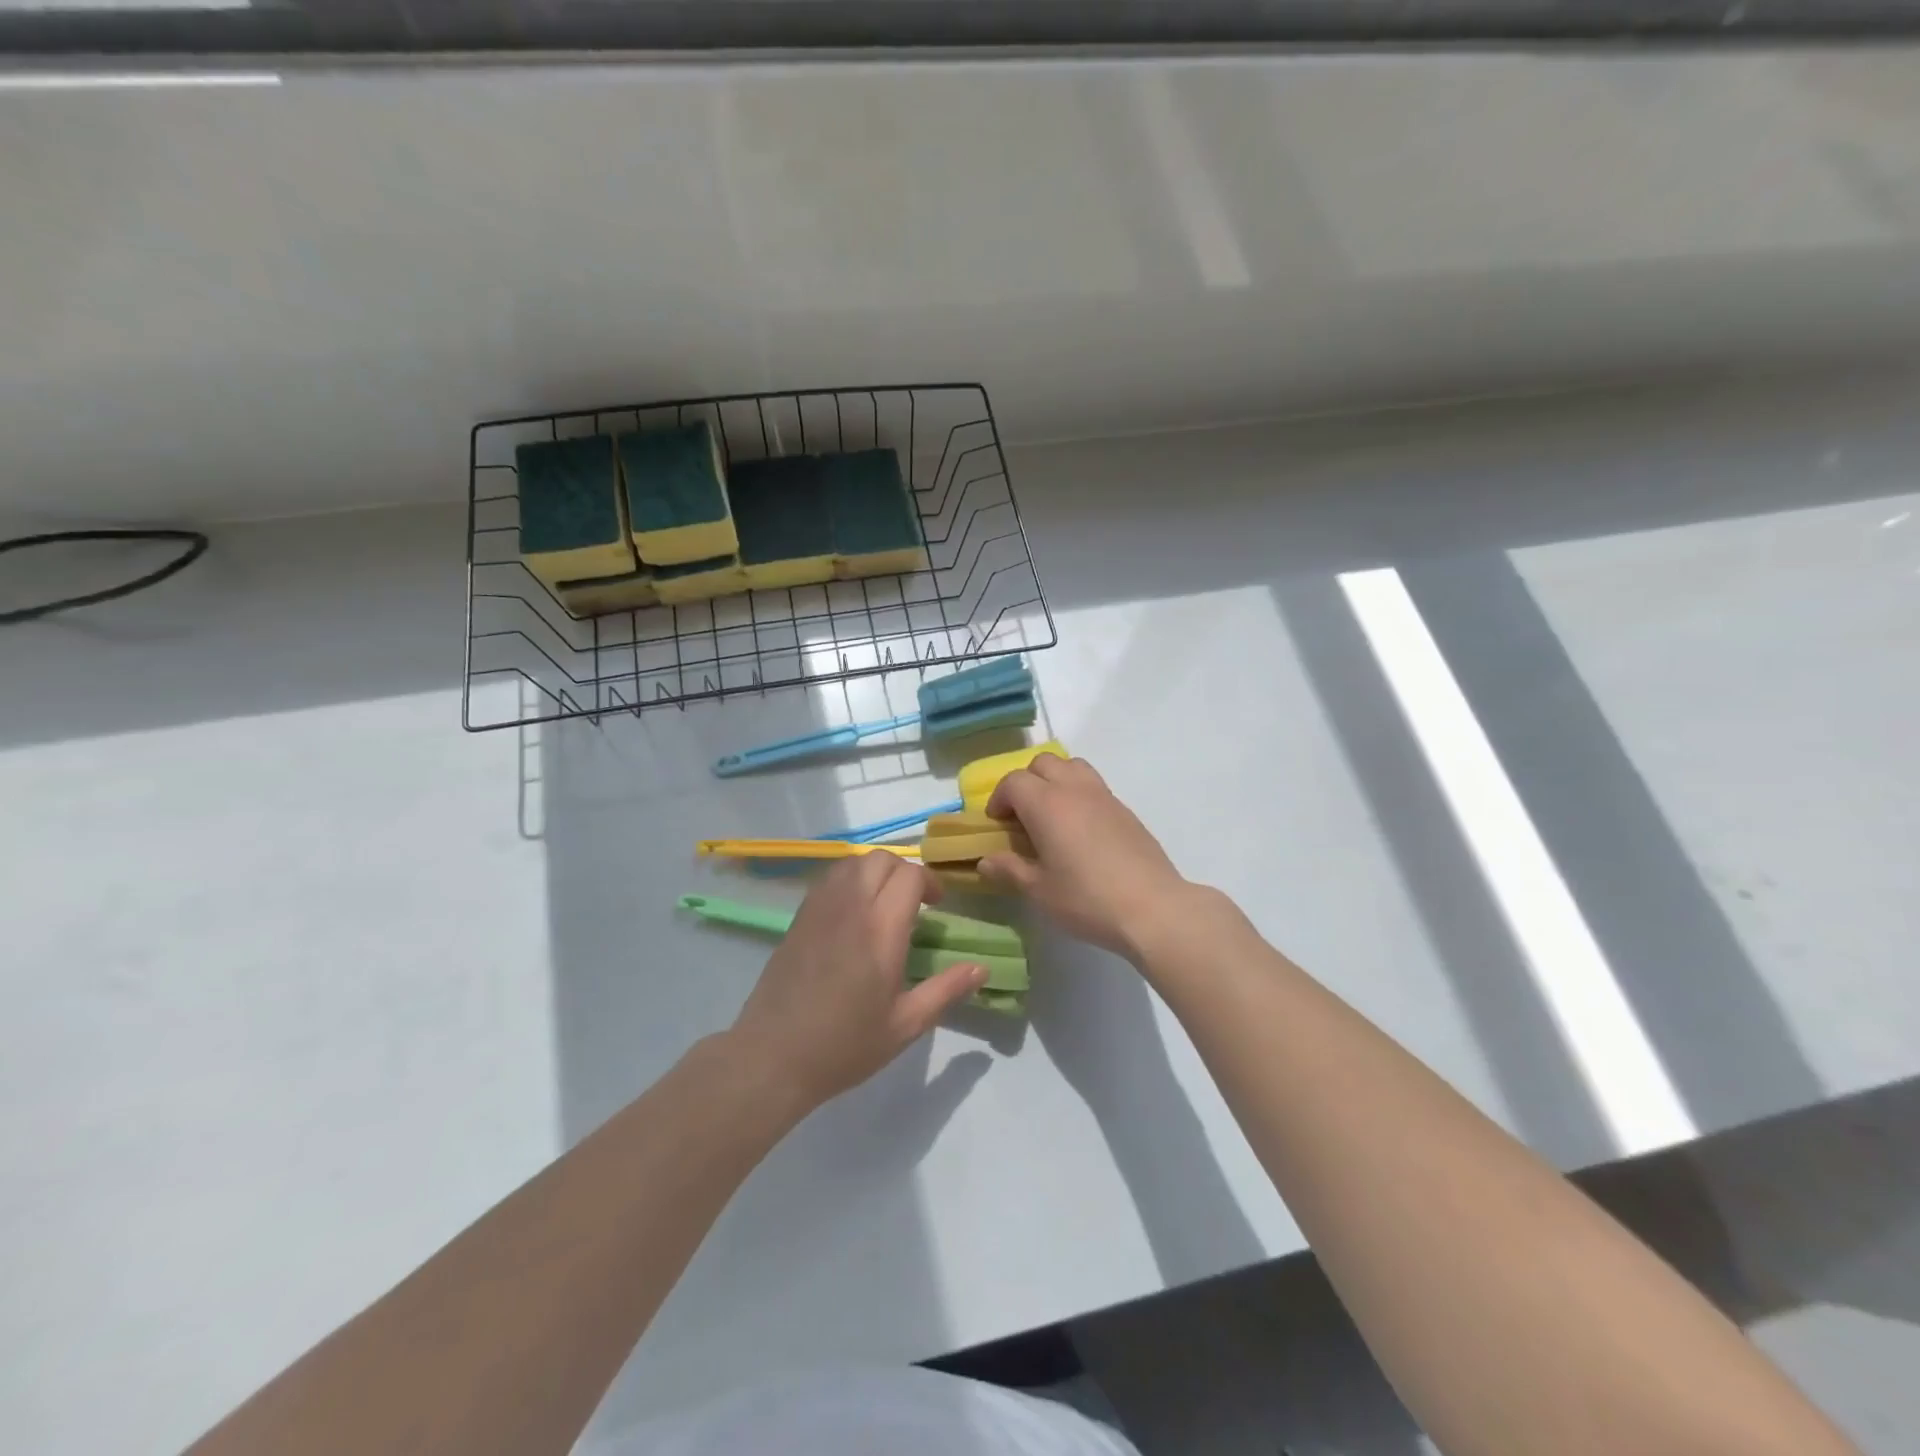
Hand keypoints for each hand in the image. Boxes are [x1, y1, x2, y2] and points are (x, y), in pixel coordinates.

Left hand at [728, 854, 986, 1109]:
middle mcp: (850, 907)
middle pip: (881, 859)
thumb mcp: (905, 1025)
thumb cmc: (844, 1045)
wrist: (773, 1056)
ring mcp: (820, 908)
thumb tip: (981, 969)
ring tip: (883, 903)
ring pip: (853, 863)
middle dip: (904, 872)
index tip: (937, 907)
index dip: (930, 882)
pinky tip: (853, 913)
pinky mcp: (799, 917)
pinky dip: (849, 880)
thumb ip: (945, 991)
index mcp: (880, 930)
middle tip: (914, 903)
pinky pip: (829, 878)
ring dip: (875, 872)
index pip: (910, 876)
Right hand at [978, 755, 1189, 958]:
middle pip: (1043, 763)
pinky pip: (1094, 786)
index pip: (1013, 782)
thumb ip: (1009, 869)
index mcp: (1047, 804)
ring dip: (1055, 780)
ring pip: (1072, 767)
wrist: (1153, 908)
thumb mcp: (1039, 890)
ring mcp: (1104, 796)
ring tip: (1052, 815)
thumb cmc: (1087, 899)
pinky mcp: (1126, 810)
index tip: (997, 824)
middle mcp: (1074, 789)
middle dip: (1026, 782)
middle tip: (1022, 816)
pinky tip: (1081, 831)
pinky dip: (1078, 795)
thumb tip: (985, 861)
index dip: (999, 799)